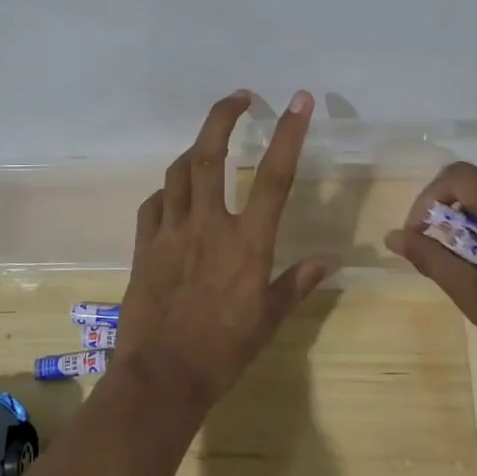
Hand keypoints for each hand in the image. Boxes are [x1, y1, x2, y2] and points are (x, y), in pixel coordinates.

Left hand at [118, 90, 338, 411]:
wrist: (162, 377)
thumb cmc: (224, 351)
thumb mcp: (269, 319)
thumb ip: (298, 282)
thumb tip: (331, 260)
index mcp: (247, 242)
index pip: (274, 177)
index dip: (289, 134)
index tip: (298, 101)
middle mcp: (208, 225)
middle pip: (209, 156)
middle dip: (223, 117)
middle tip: (239, 98)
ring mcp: (171, 232)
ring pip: (178, 172)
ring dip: (194, 149)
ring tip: (208, 143)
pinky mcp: (145, 246)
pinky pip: (154, 204)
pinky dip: (167, 191)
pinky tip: (174, 194)